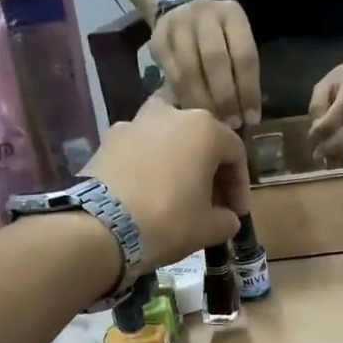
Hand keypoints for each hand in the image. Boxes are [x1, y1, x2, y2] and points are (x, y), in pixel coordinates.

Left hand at [81, 95, 249, 277]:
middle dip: (208, 170)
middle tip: (210, 202)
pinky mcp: (108, 139)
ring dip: (177, 162)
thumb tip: (227, 218)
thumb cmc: (168, 221)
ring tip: (177, 192)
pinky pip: (139, 151)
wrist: (102, 226)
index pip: (235, 153)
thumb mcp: (209, 228)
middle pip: (199, 139)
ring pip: (167, 140)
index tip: (236, 213)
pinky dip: (149, 167)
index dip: (240, 186)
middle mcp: (170, 113)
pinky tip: (147, 194)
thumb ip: (227, 219)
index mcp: (204, 129)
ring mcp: (135, 122)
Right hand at [152, 0, 261, 127]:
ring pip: (190, 70)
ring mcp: (178, 25)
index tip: (251, 119)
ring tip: (212, 123)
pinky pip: (172, 76)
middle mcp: (204, 14)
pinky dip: (184, 99)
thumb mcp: (236, 42)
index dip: (249, 90)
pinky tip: (193, 115)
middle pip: (216, 60)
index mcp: (232, 14)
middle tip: (230, 125)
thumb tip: (248, 117)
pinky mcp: (158, 41)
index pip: (244, 55)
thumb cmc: (218, 36)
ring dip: (203, 102)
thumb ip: (242, 72)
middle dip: (225, 98)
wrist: (179, 8)